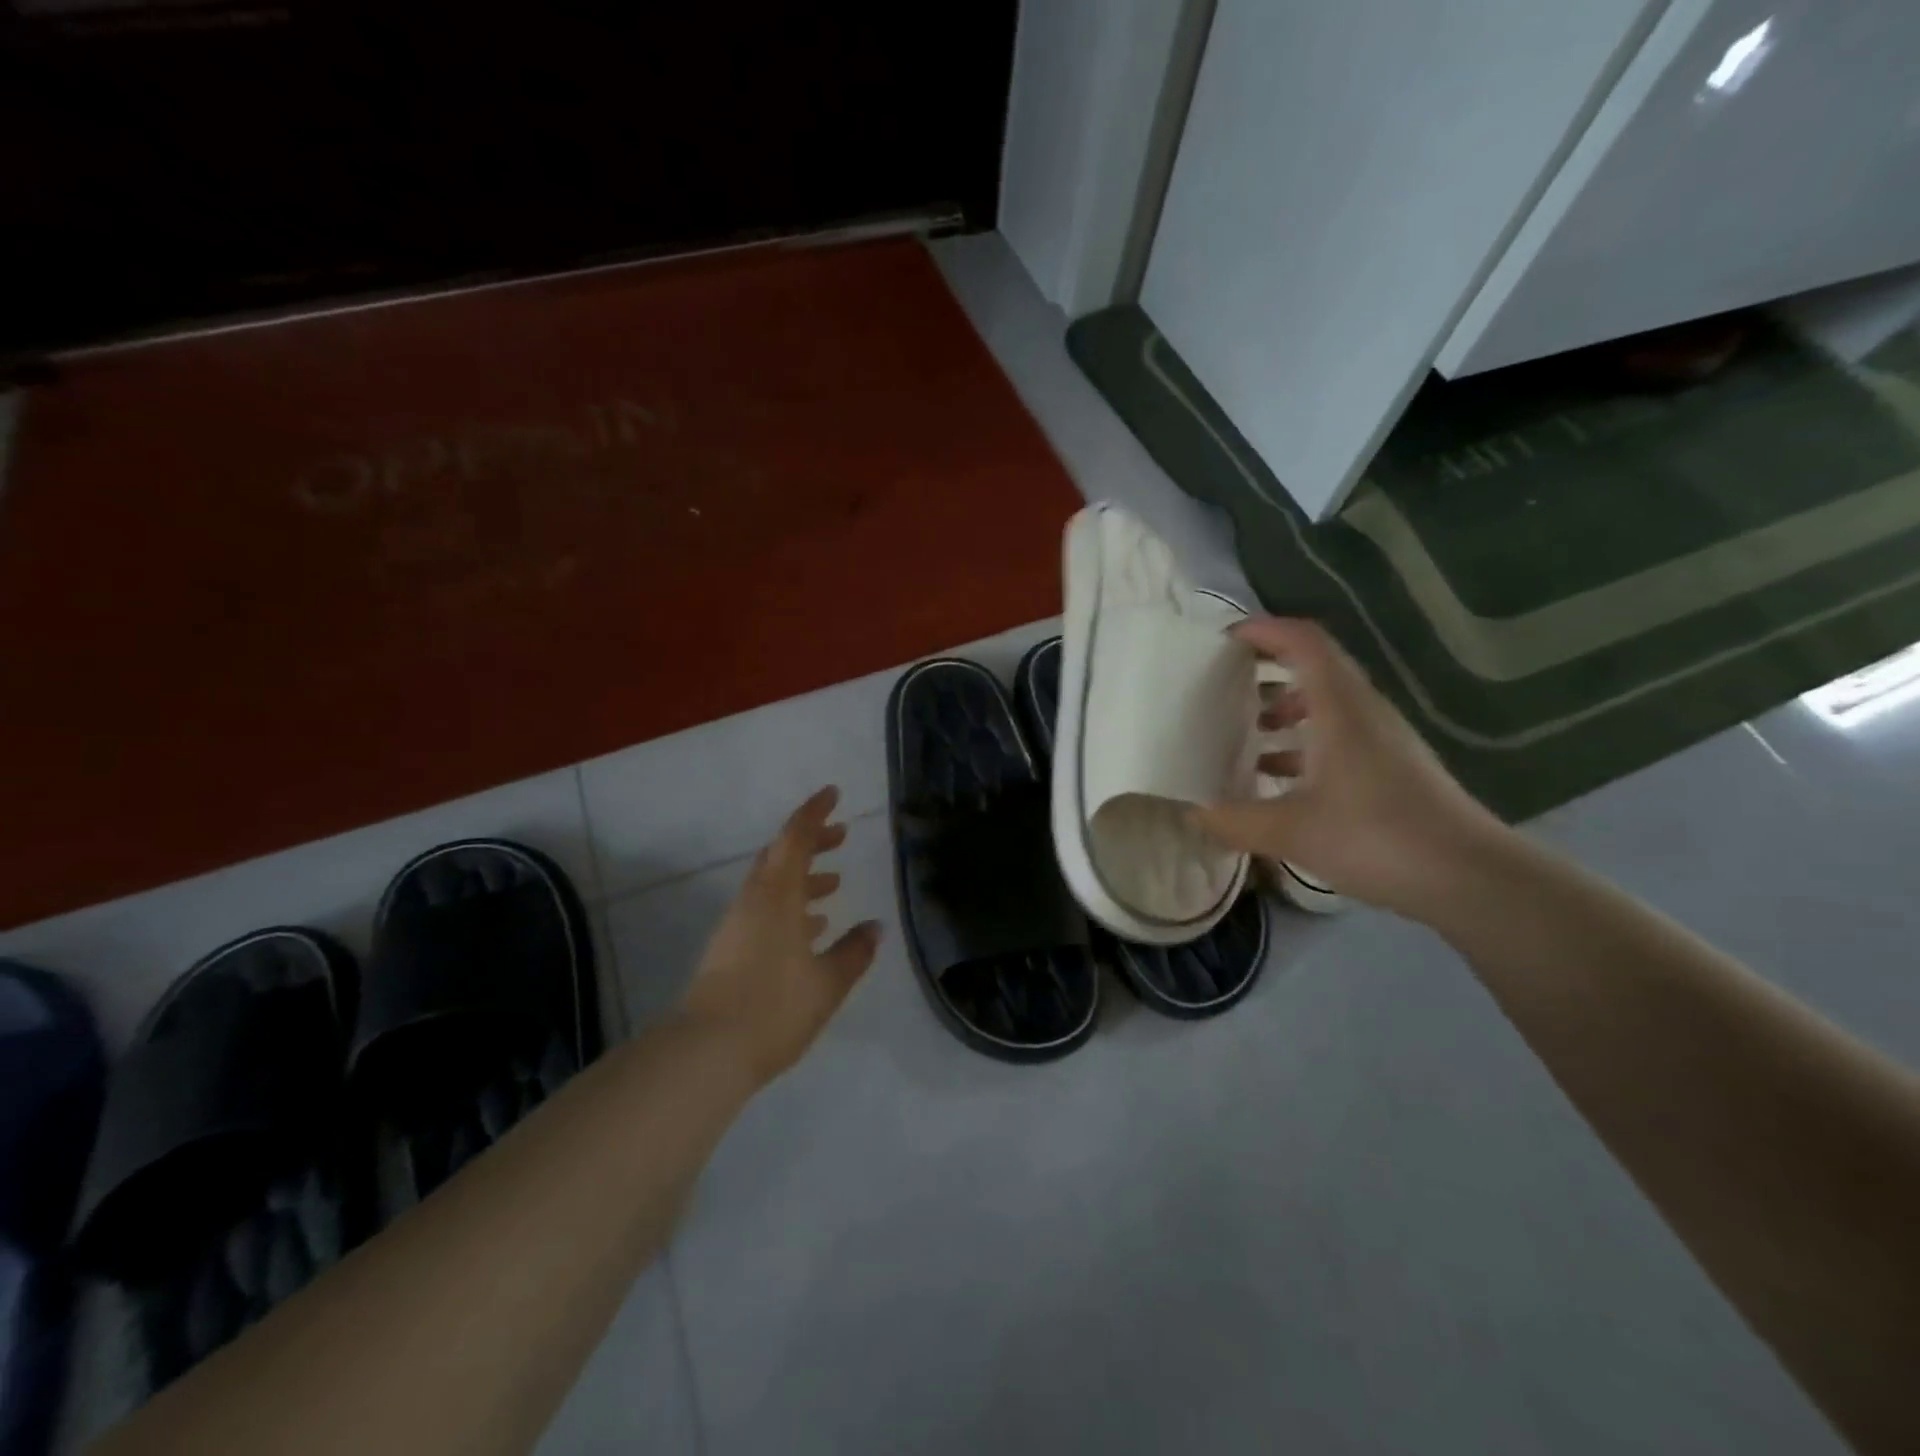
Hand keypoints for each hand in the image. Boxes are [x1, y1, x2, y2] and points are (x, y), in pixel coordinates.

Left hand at [680, 786, 880, 1084]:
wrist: (705, 1052)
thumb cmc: (773, 1008)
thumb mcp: (827, 983)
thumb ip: (853, 952)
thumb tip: (874, 928)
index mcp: (777, 896)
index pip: (795, 838)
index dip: (815, 812)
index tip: (833, 794)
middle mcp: (754, 901)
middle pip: (780, 855)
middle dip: (810, 841)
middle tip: (841, 836)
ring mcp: (737, 925)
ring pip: (772, 884)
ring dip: (802, 876)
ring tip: (834, 883)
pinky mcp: (730, 949)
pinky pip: (764, 910)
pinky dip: (790, 905)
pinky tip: (810, 928)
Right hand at [1192, 618, 1505, 918]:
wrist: (1470, 878)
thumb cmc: (1376, 837)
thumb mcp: (1290, 831)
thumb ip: (1233, 820)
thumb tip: (1191, 814)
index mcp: (1340, 708)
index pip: (1303, 642)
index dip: (1264, 630)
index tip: (1223, 641)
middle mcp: (1363, 712)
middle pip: (1314, 667)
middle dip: (1267, 668)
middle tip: (1224, 685)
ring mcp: (1382, 740)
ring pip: (1326, 704)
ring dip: (1285, 708)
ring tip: (1245, 732)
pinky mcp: (1391, 768)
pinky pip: (1338, 736)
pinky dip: (1304, 743)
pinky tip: (1279, 778)